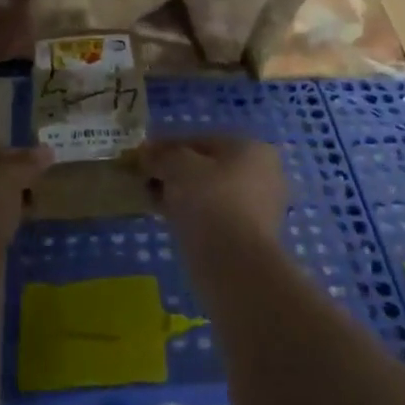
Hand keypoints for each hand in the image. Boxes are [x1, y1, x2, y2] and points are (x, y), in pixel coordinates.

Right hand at [138, 136, 287, 242]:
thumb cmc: (210, 201)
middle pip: (207, 166)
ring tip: (152, 202)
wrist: (235, 264)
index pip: (201, 140)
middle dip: (174, 172)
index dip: (167, 146)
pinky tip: (169, 221)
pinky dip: (192, 215)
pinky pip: (214, 216)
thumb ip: (162, 156)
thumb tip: (146, 154)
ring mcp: (260, 206)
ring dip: (181, 195)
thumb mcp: (178, 167)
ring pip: (210, 193)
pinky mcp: (250, 236)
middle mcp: (263, 172)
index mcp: (252, 147)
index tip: (141, 158)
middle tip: (145, 182)